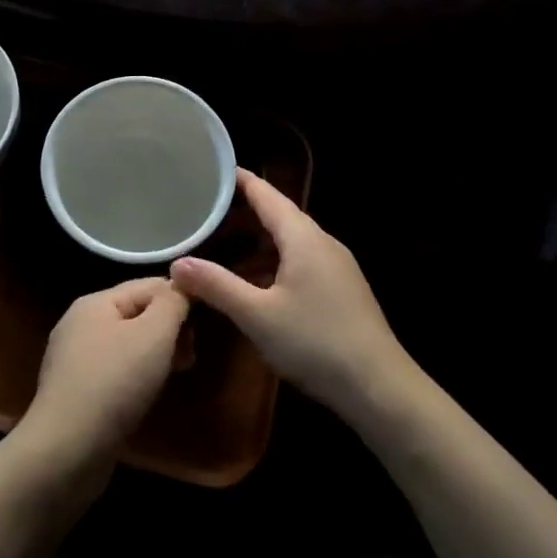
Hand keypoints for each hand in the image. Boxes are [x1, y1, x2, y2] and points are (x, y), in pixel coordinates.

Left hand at [18, 277, 190, 471]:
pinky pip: (116, 371)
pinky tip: (148, 395)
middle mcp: (80, 324)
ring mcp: (74, 359)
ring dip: (156, 354)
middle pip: (137, 313)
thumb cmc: (114, 383)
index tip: (204, 328)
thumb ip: (173, 303)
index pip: (149, 285)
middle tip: (190, 356)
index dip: (180, 299)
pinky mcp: (76, 391)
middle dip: (169, 330)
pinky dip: (137, 376)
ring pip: (128, 344)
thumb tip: (183, 285)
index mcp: (95, 302)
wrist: (66, 450)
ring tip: (176, 374)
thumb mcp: (154, 334)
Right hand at [171, 171, 412, 418]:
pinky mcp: (342, 289)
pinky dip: (273, 259)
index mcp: (303, 238)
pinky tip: (256, 281)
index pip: (266, 194)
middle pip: (278, 215)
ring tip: (222, 244)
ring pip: (290, 240)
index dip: (238, 180)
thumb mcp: (257, 315)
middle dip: (242, 211)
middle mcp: (322, 242)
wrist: (379, 387)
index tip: (210, 170)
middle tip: (204, 212)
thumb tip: (177, 264)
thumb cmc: (316, 343)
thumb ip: (217, 285)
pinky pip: (301, 260)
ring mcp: (336, 266)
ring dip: (257, 239)